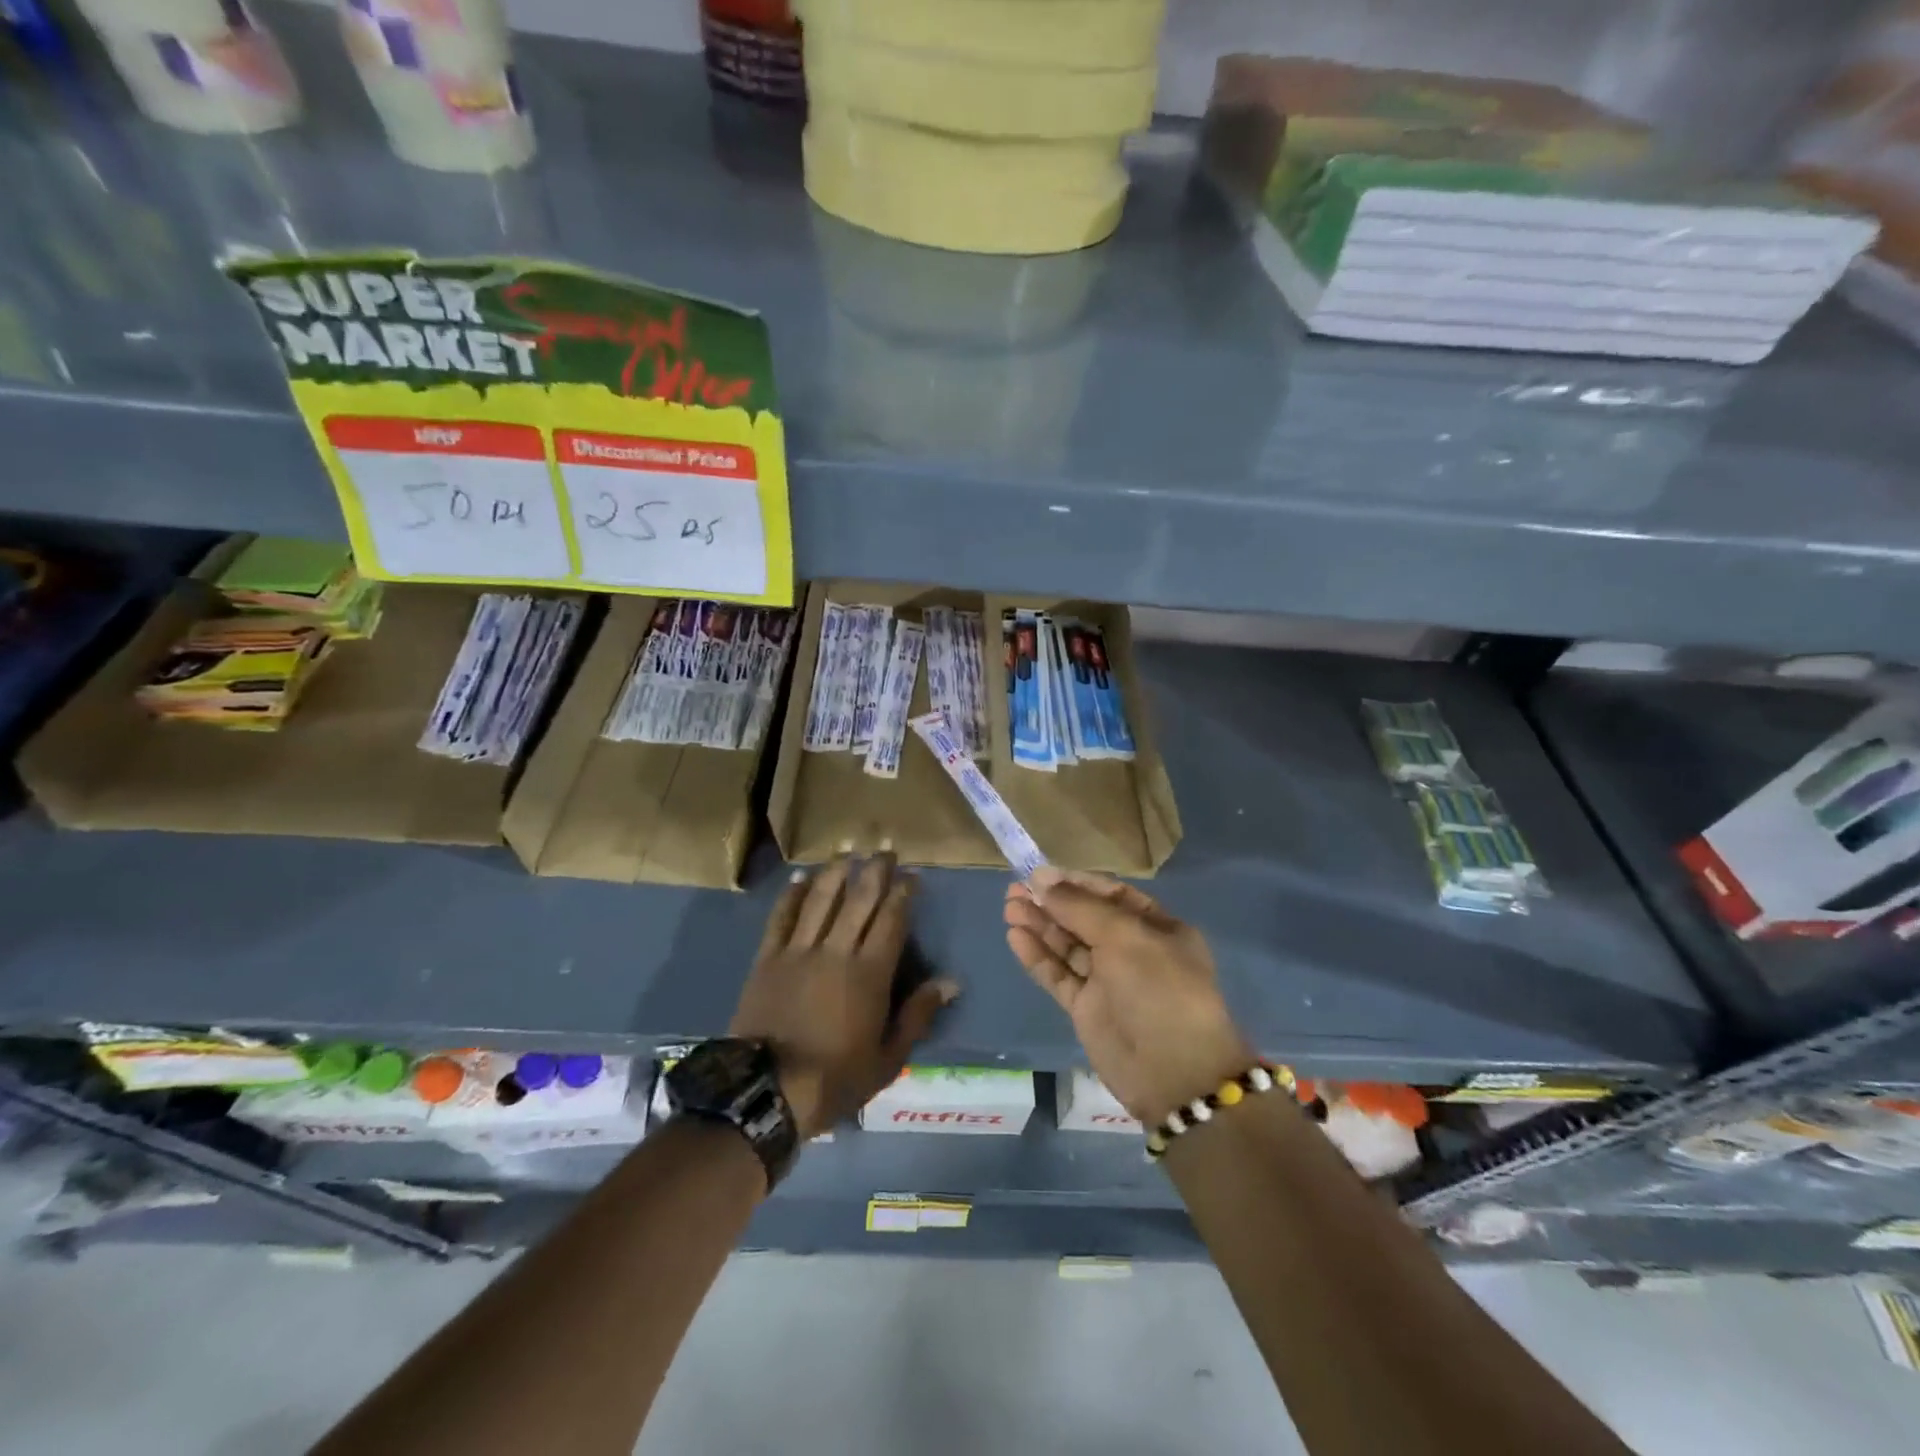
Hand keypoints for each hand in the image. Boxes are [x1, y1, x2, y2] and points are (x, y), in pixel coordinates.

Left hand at [730, 854, 957, 1138]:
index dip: (903, 893)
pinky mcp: (768, 958)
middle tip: (885, 851)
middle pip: (858, 899)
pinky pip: (782, 917)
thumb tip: (950, 982)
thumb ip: (918, 1015)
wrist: (767, 1092)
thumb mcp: (888, 1058)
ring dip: (837, 872)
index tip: (911, 875)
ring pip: (821, 899)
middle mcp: (836, 951)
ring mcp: (798, 951)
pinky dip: (793, 894)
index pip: (891, 919)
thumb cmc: (835, 1078)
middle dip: (875, 871)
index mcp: (869, 973)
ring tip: (848, 852)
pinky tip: (802, 877)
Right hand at [1005, 867, 1252, 1126]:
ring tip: (1008, 908)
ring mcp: (1108, 981)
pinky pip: (1059, 975)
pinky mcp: (1086, 1008)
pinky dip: (1038, 957)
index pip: (1111, 895)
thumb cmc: (1159, 991)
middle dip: (1051, 903)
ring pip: (1068, 946)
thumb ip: (1080, 908)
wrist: (1173, 1074)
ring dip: (1039, 926)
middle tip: (1015, 890)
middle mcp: (1132, 950)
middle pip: (1085, 919)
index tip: (1041, 875)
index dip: (1076, 883)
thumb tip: (1042, 881)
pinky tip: (1015, 937)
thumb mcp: (1125, 938)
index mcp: (1156, 928)